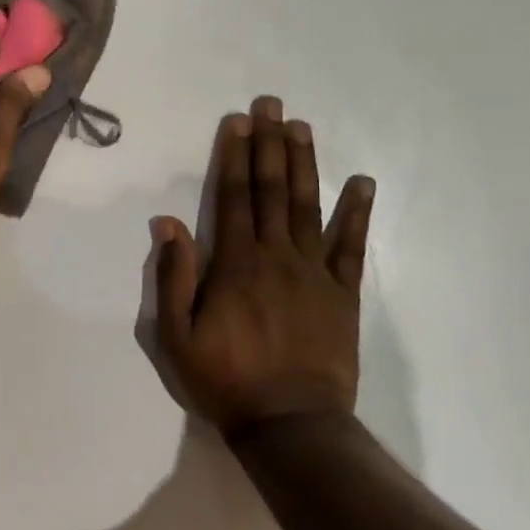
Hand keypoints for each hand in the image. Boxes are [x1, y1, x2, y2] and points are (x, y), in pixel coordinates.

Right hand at [153, 96, 374, 436]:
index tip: (238, 122)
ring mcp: (315, 272)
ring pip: (308, 206)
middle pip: (272, 190)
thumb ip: (174, 276)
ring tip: (301, 127)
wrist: (290, 424)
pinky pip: (352, 246)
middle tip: (271, 104)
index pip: (234, 197)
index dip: (234, 156)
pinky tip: (361, 182)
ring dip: (304, 163)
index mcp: (235, 263)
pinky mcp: (343, 293)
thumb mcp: (176, 336)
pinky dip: (357, 212)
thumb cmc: (225, 380)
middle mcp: (276, 255)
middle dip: (268, 144)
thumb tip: (167, 223)